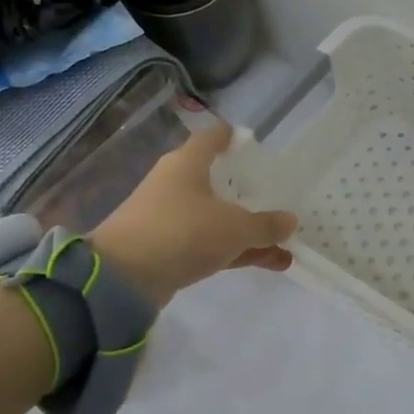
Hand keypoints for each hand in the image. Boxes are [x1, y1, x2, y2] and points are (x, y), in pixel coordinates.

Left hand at [87, 122, 296, 306]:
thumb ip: (266, 225)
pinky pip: (210, 243)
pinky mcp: (168, 249)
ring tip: (284, 242)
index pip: (212, 138)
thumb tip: (290, 221)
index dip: (231, 136)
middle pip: (217, 181)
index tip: (250, 140)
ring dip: (248, 229)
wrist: (123, 277)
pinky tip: (268, 262)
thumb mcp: (235, 228)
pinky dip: (236, 250)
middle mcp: (176, 185)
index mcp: (187, 164)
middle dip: (246, 190)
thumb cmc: (182, 232)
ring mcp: (170, 218)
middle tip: (275, 194)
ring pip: (217, 218)